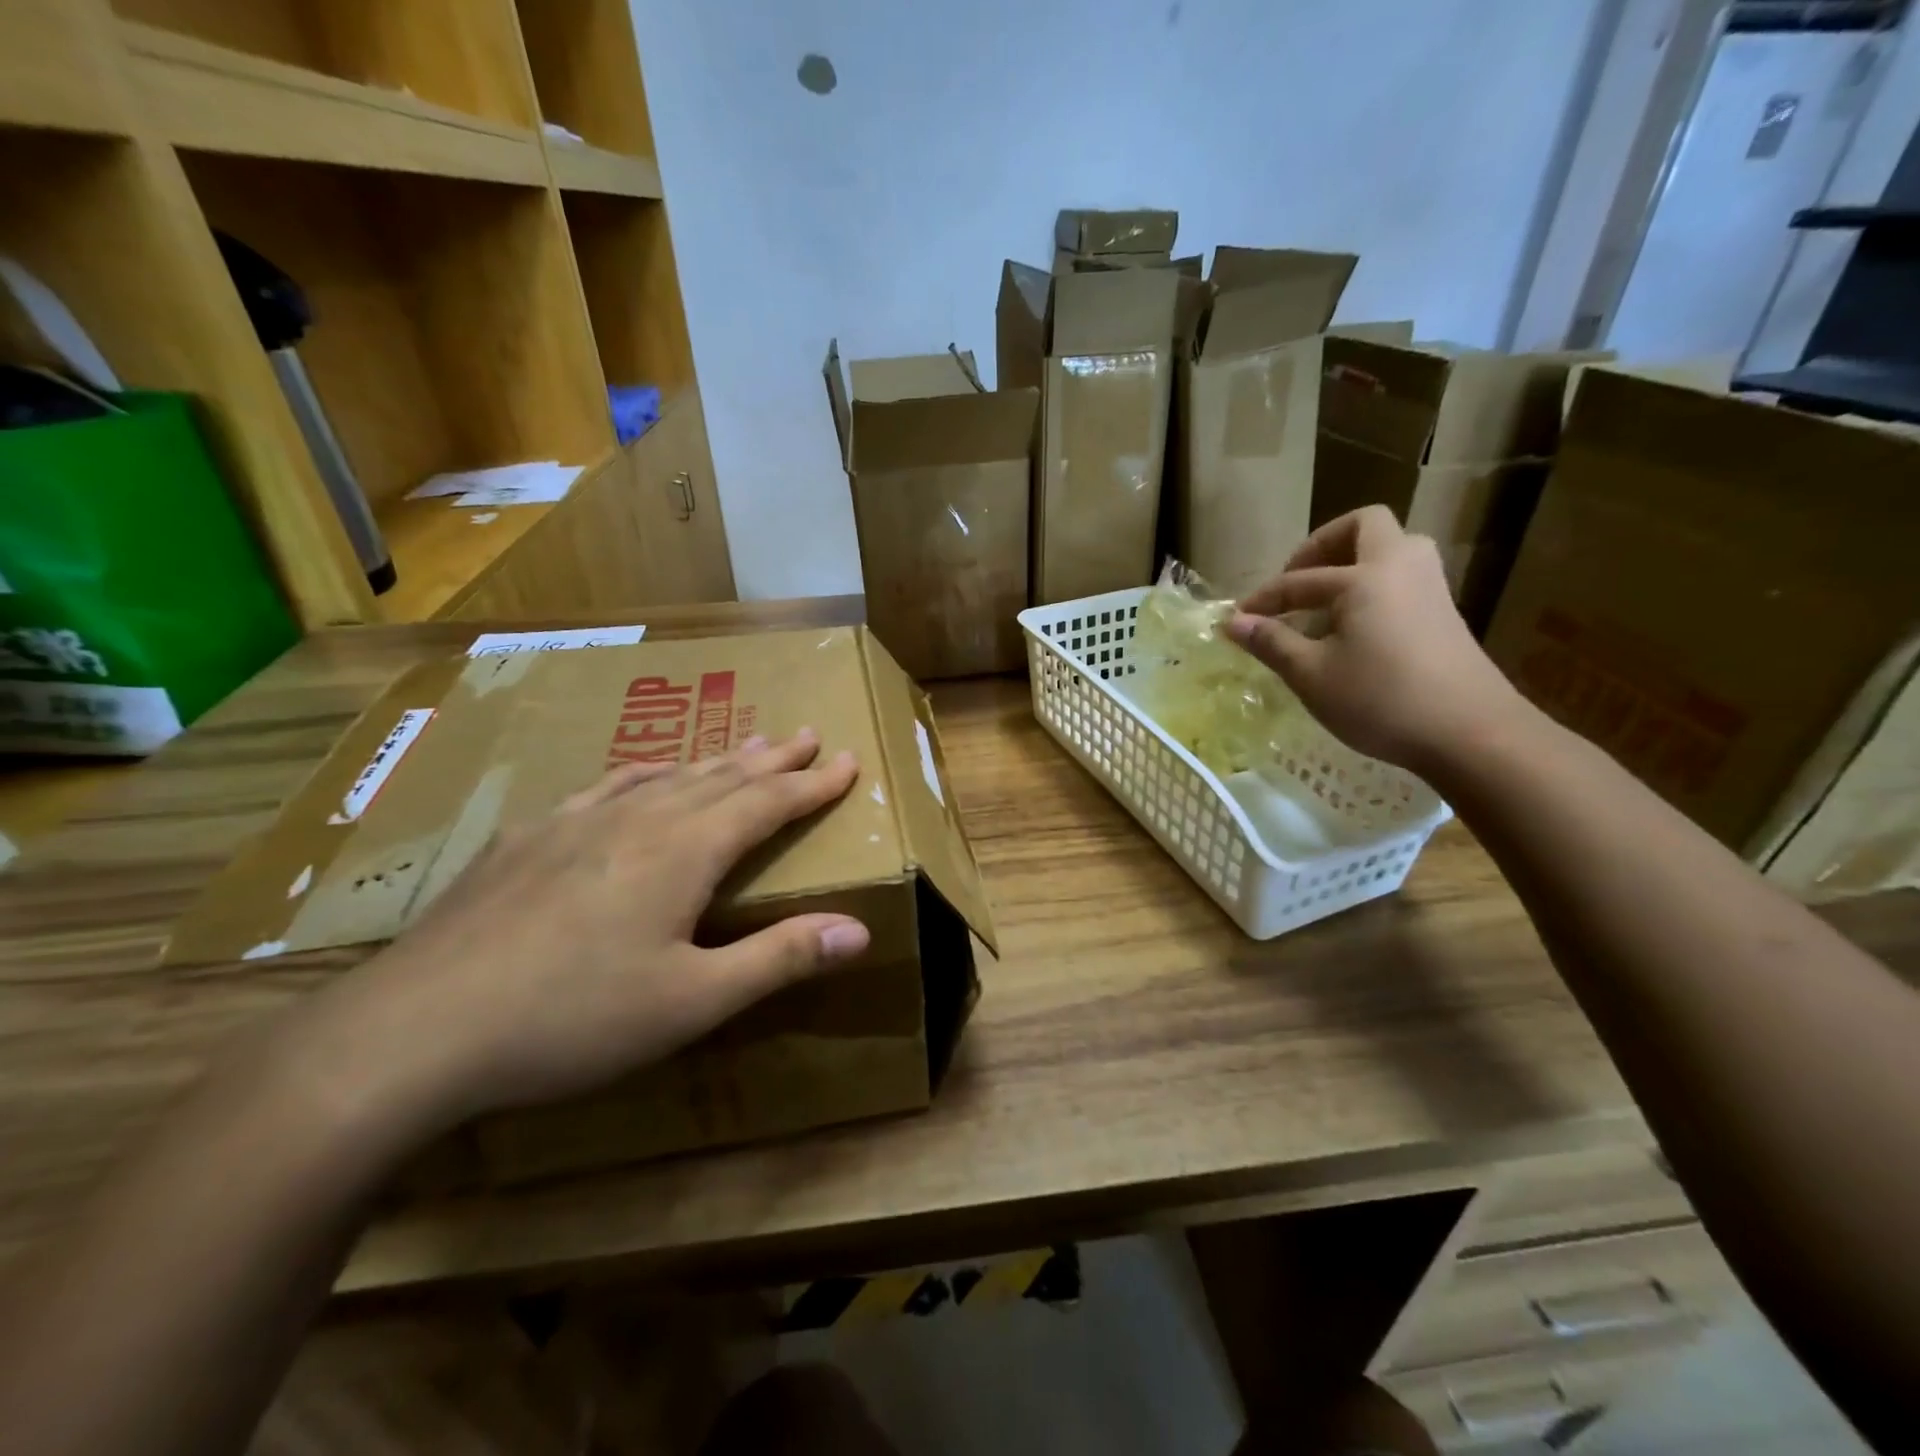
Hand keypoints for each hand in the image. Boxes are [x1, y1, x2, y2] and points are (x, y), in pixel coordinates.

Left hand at [294, 730, 868, 1129]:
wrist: (416, 1030)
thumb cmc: (573, 1019)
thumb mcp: (693, 1001)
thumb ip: (778, 958)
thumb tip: (859, 931)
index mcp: (684, 852)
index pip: (767, 804)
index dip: (813, 785)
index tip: (847, 761)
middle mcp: (638, 819)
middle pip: (722, 777)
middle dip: (772, 759)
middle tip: (806, 735)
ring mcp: (577, 822)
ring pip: (667, 776)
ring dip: (715, 760)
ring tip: (745, 744)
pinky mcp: (529, 839)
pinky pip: (605, 787)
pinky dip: (643, 773)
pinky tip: (641, 774)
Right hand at [1223, 506, 1522, 771]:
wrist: (1471, 734)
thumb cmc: (1381, 701)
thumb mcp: (1312, 676)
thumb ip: (1271, 643)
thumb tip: (1234, 622)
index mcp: (1365, 578)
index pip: (1299, 580)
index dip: (1263, 600)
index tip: (1237, 620)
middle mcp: (1400, 568)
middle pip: (1364, 526)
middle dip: (1322, 545)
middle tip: (1297, 580)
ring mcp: (1429, 588)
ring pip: (1391, 549)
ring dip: (1354, 562)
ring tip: (1325, 600)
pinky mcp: (1444, 613)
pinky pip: (1402, 577)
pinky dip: (1372, 586)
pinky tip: (1353, 626)